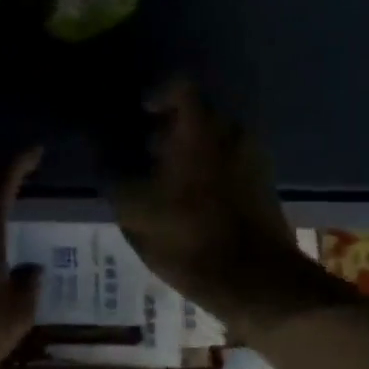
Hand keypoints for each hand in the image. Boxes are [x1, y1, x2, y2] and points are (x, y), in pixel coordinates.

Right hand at [111, 82, 345, 335]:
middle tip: (146, 153)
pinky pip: (230, 163)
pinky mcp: (265, 185)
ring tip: (166, 181)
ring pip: (215, 140)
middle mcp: (231, 134)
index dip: (157, 95)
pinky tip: (191, 201)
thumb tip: (103, 158)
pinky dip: (210, 171)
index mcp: (199, 131)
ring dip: (190, 152)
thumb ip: (115, 178)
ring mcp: (253, 159)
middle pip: (198, 115)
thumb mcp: (135, 212)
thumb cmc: (189, 238)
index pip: (179, 87)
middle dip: (170, 129)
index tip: (141, 114)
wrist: (256, 281)